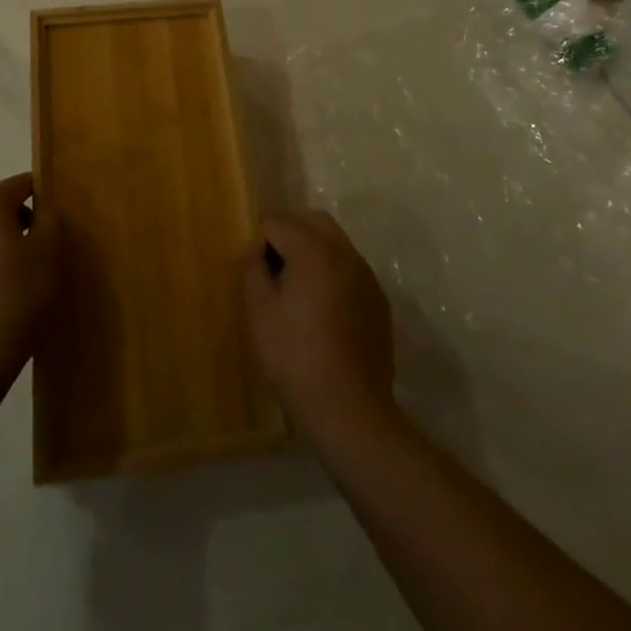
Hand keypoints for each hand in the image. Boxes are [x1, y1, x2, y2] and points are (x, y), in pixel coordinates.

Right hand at [243, 211, 397, 448]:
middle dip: (291, 233)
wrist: (350, 410)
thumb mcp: (260, 313)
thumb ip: (252, 269)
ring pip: (336, 242)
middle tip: (274, 267)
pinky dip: (334, 273)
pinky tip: (324, 310)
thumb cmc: (296, 358)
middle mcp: (344, 252)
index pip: (279, 223)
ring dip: (314, 250)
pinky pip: (351, 269)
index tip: (254, 271)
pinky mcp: (379, 300)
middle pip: (313, 221)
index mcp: (313, 250)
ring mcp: (366, 276)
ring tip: (298, 289)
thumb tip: (253, 247)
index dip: (261, 242)